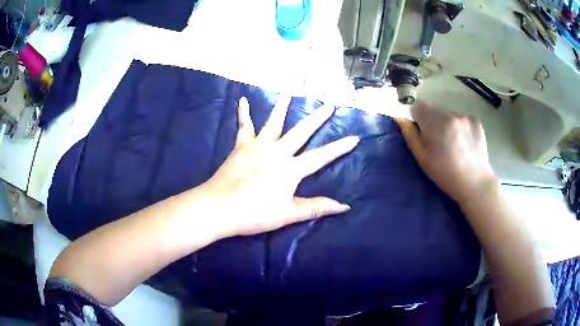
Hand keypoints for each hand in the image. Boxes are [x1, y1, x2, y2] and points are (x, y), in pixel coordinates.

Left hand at [203, 96, 358, 236]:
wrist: (219, 207)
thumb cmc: (254, 214)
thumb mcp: (288, 214)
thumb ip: (317, 207)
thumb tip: (344, 207)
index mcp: (290, 169)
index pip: (321, 156)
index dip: (339, 148)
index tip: (355, 137)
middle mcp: (277, 152)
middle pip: (301, 131)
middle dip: (318, 118)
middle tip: (329, 104)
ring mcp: (258, 146)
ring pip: (274, 122)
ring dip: (283, 105)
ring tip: (290, 90)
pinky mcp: (241, 146)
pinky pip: (243, 126)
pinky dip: (243, 113)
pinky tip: (243, 100)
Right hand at [395, 102, 496, 203]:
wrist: (474, 183)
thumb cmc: (445, 173)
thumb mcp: (422, 158)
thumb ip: (410, 135)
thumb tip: (400, 117)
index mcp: (434, 122)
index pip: (418, 105)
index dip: (417, 118)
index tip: (422, 132)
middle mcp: (450, 114)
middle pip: (434, 111)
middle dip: (434, 123)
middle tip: (440, 144)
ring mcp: (465, 116)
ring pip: (449, 115)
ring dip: (448, 125)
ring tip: (455, 145)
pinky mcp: (476, 120)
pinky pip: (462, 119)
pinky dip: (461, 128)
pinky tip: (465, 143)